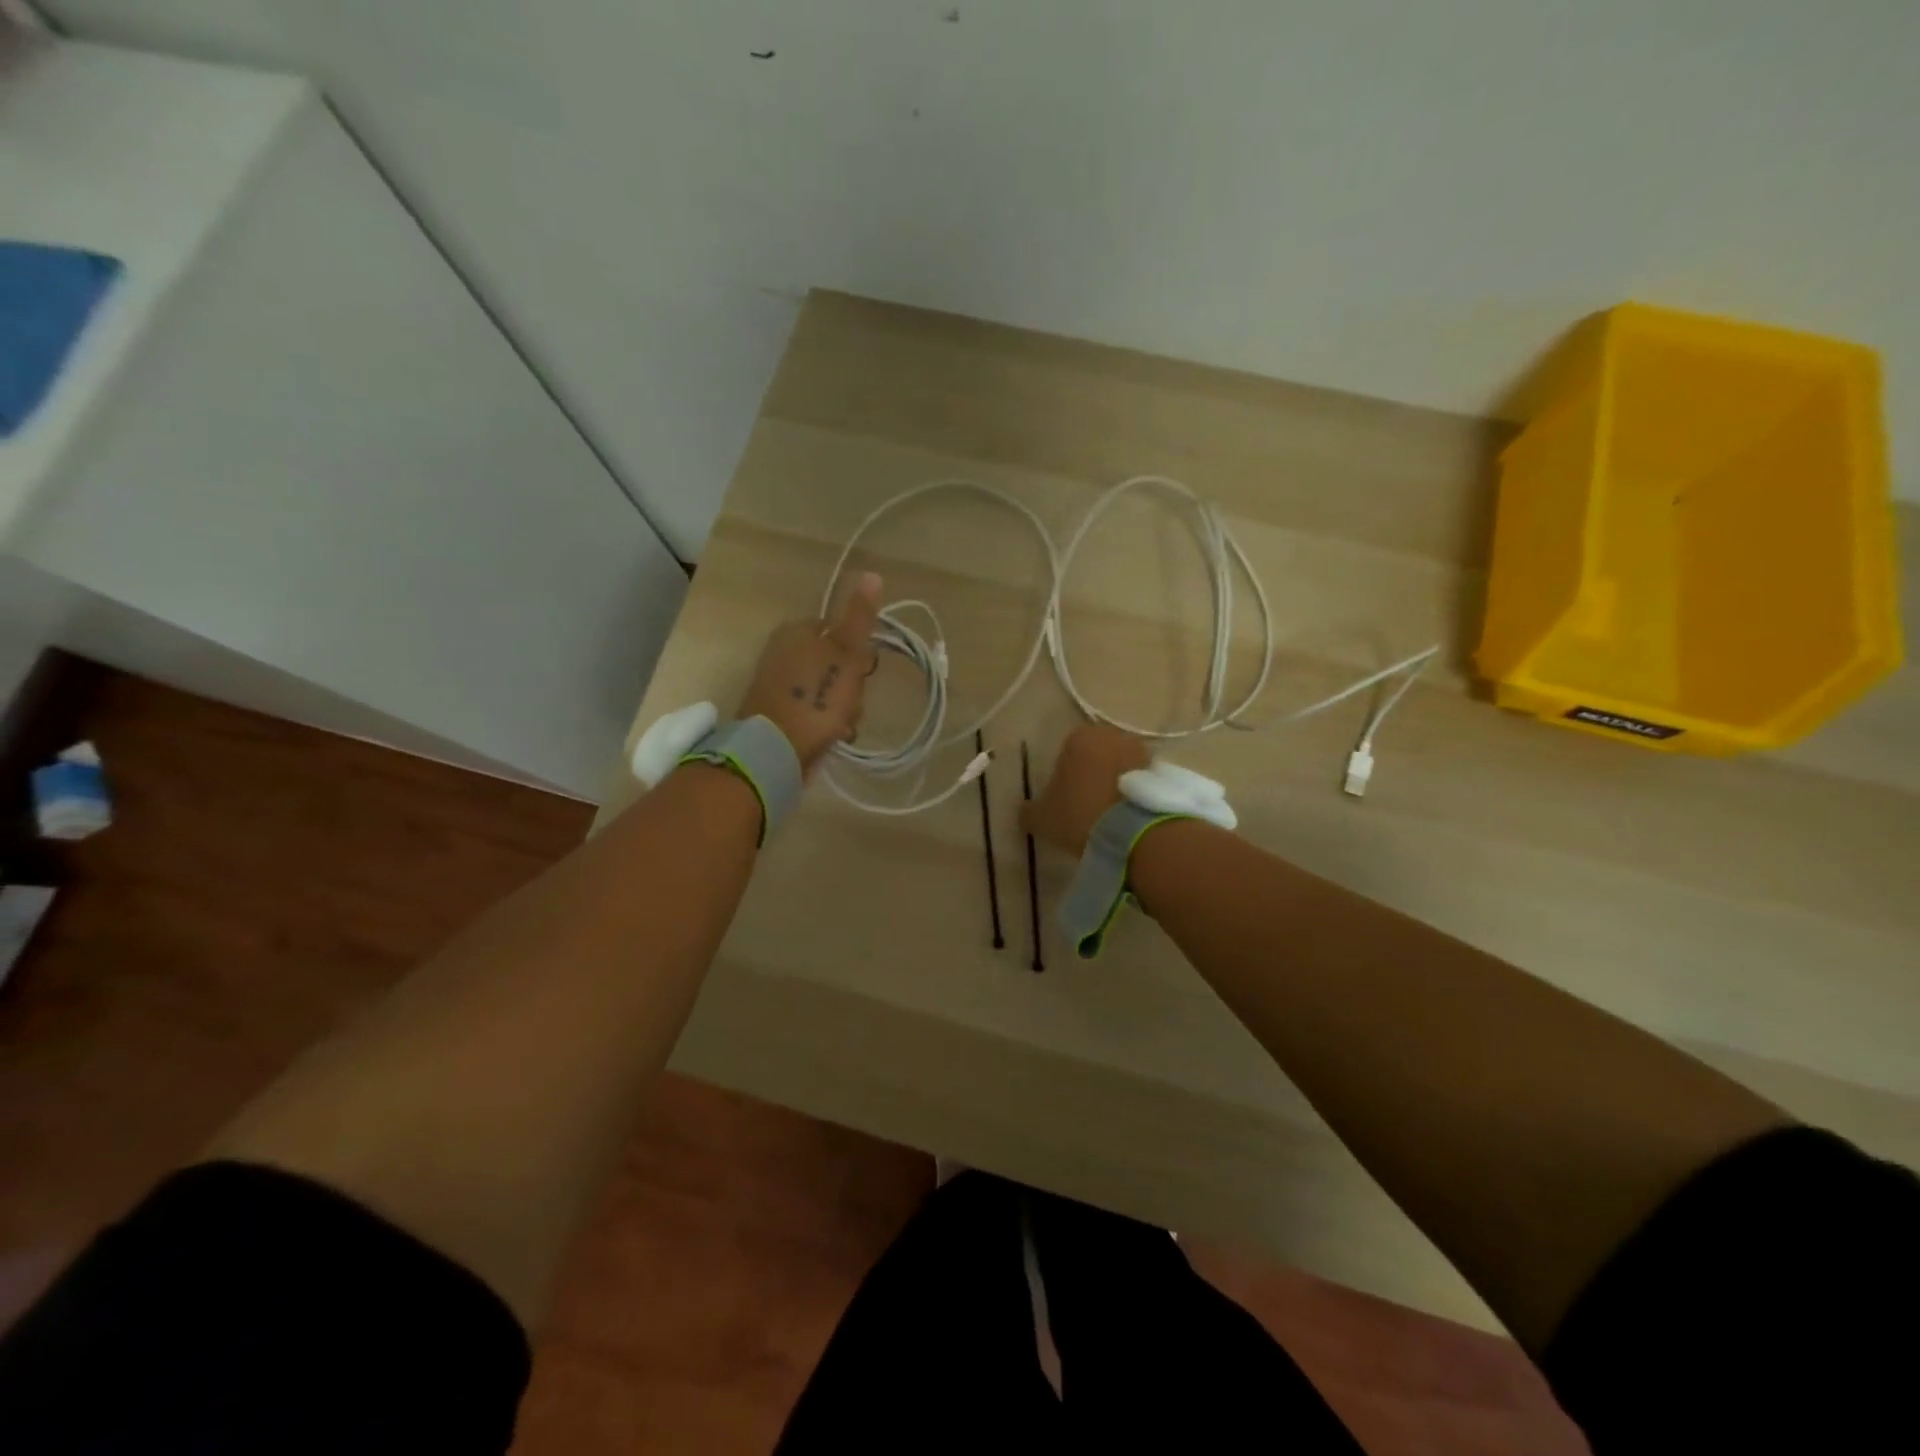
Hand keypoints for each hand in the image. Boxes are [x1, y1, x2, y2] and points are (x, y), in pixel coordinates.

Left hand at [737, 572, 882, 773]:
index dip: (858, 654)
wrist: (776, 749)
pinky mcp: (778, 713)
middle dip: (850, 686)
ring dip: (842, 709)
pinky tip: (830, 736)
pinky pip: (813, 711)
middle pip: (835, 663)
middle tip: (850, 702)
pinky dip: (825, 723)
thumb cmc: (816, 697)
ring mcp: (779, 684)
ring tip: (841, 724)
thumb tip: (872, 573)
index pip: (841, 632)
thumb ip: (859, 617)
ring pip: (827, 690)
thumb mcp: (846, 653)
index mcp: (797, 630)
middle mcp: (783, 651)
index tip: (863, 673)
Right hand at [1021, 723, 1150, 856]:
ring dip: (1115, 783)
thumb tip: (1027, 810)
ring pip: (1120, 766)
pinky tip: (1127, 816)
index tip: (1065, 801)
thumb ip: (1030, 810)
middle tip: (1086, 806)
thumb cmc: (1079, 813)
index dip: (1064, 777)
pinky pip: (1140, 781)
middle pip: (1097, 755)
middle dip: (1092, 775)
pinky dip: (1134, 793)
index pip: (1066, 752)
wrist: (1132, 831)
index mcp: (1079, 737)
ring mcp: (1140, 751)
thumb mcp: (1042, 817)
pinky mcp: (1161, 771)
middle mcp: (1112, 735)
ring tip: (1109, 814)